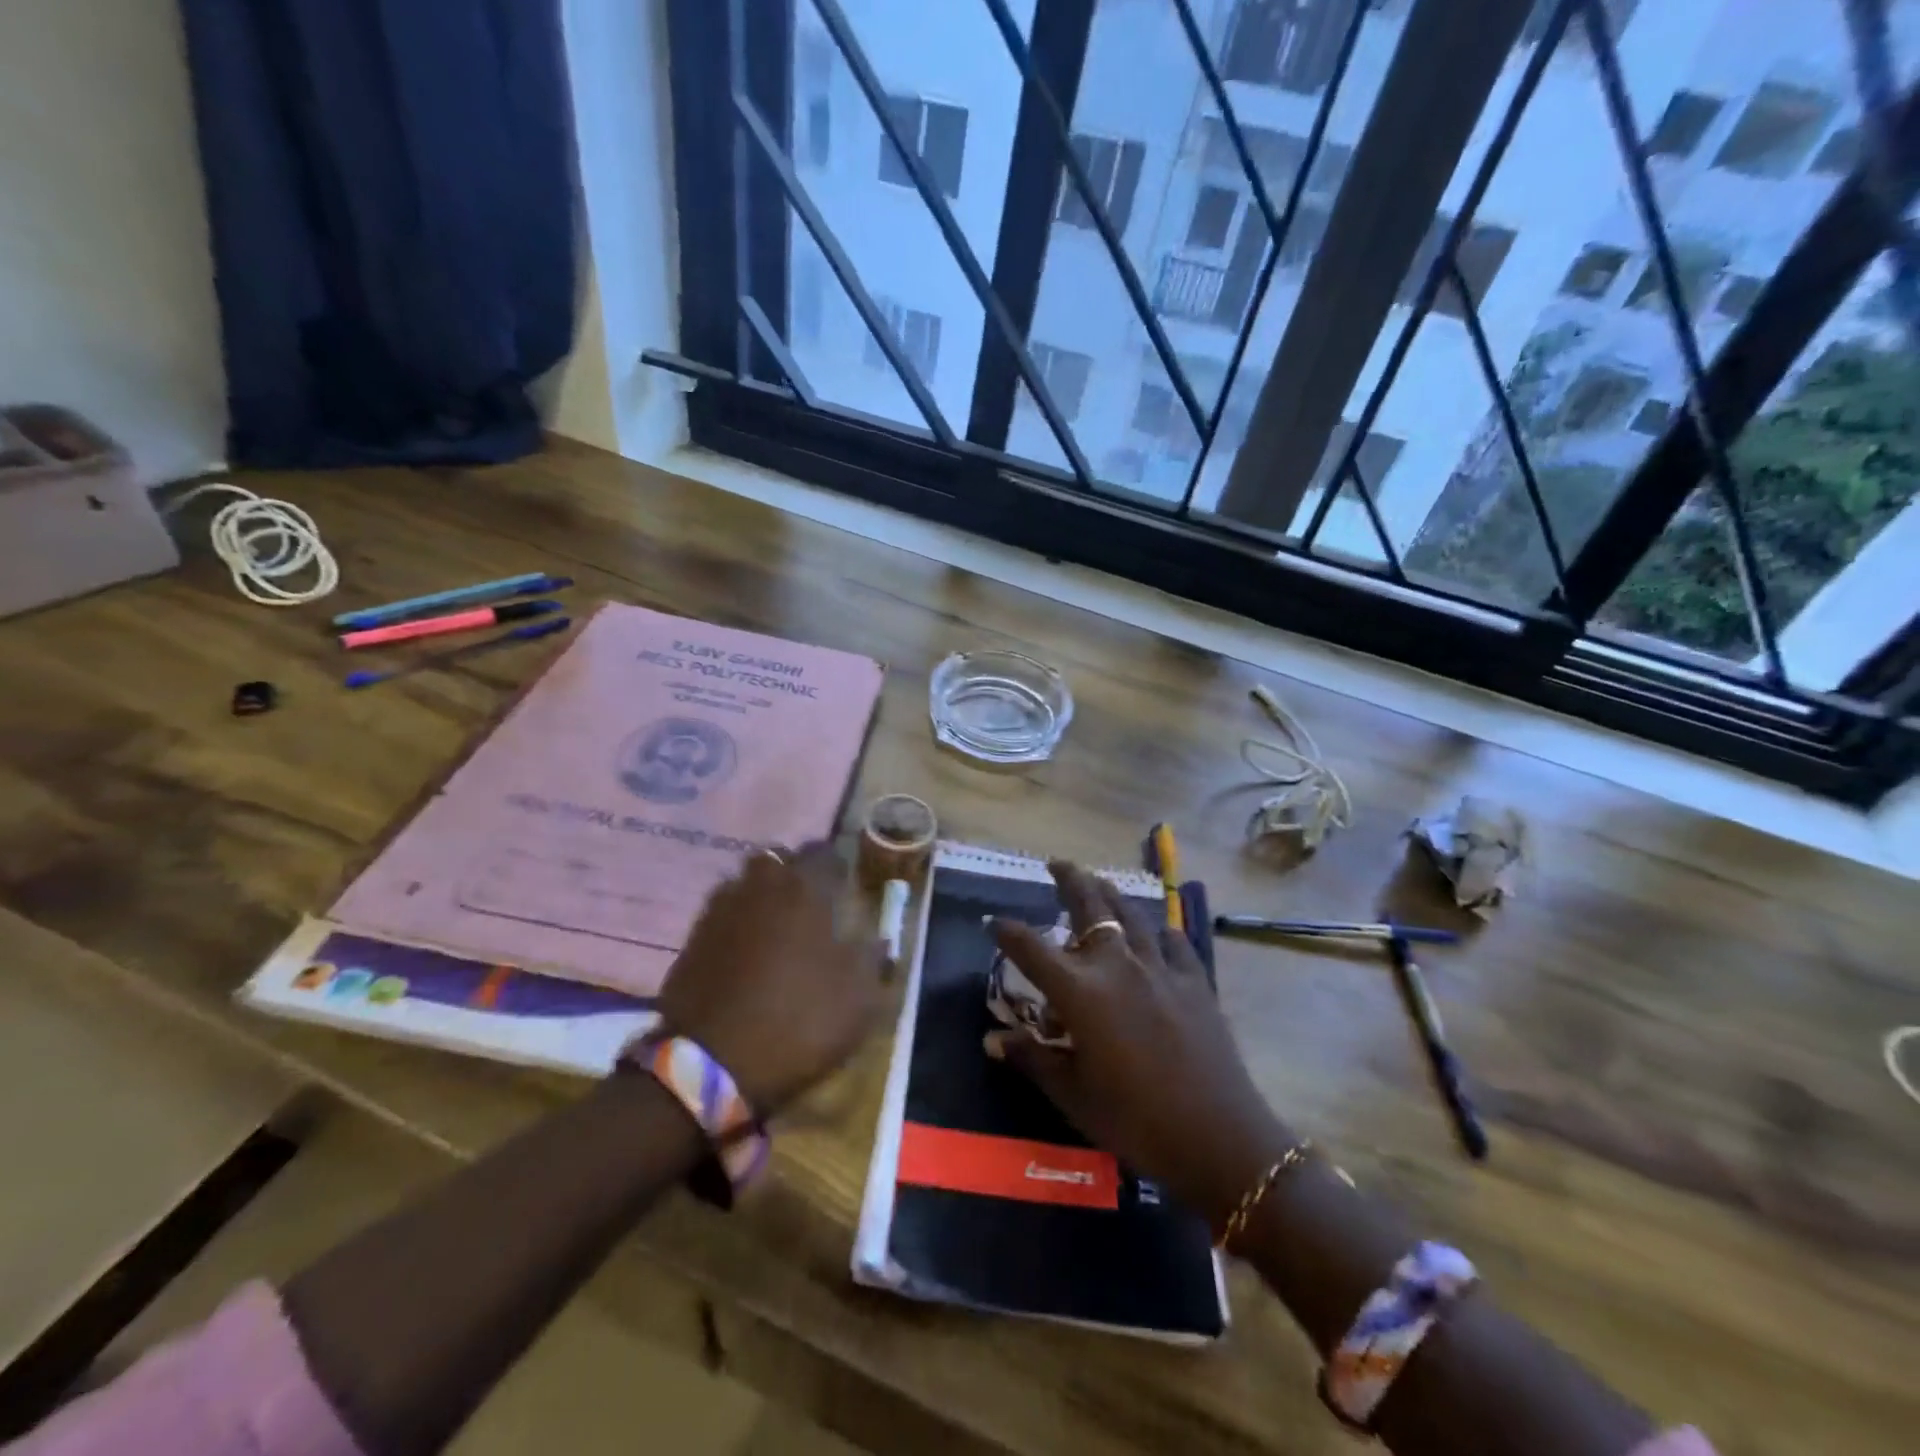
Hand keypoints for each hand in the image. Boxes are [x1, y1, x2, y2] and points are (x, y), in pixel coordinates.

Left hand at [658, 842, 884, 1117]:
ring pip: (747, 885)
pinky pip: (723, 916)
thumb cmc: (799, 1021)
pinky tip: (747, 956)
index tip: (848, 886)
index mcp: (805, 888)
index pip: (826, 853)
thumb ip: (873, 959)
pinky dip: (737, 926)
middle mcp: (760, 885)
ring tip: (778, 930)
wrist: (710, 1065)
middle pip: (780, 861)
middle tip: (812, 905)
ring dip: (763, 898)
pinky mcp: (691, 939)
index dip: (839, 867)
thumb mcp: (860, 999)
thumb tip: (879, 939)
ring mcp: (719, 910)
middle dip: (797, 875)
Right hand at [988, 862, 1292, 1224]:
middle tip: (1057, 864)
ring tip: (1099, 880)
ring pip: (1130, 914)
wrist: (1218, 1137)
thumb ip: (1033, 1059)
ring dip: (1110, 894)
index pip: (1031, 948)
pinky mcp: (1195, 980)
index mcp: (1080, 992)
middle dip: (1069, 880)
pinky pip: (1173, 942)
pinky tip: (1158, 931)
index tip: (993, 922)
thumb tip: (994, 1040)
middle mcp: (1116, 965)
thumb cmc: (1135, 1120)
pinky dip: (1159, 931)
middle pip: (1089, 907)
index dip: (1007, 932)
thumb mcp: (1072, 1095)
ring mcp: (1160, 968)